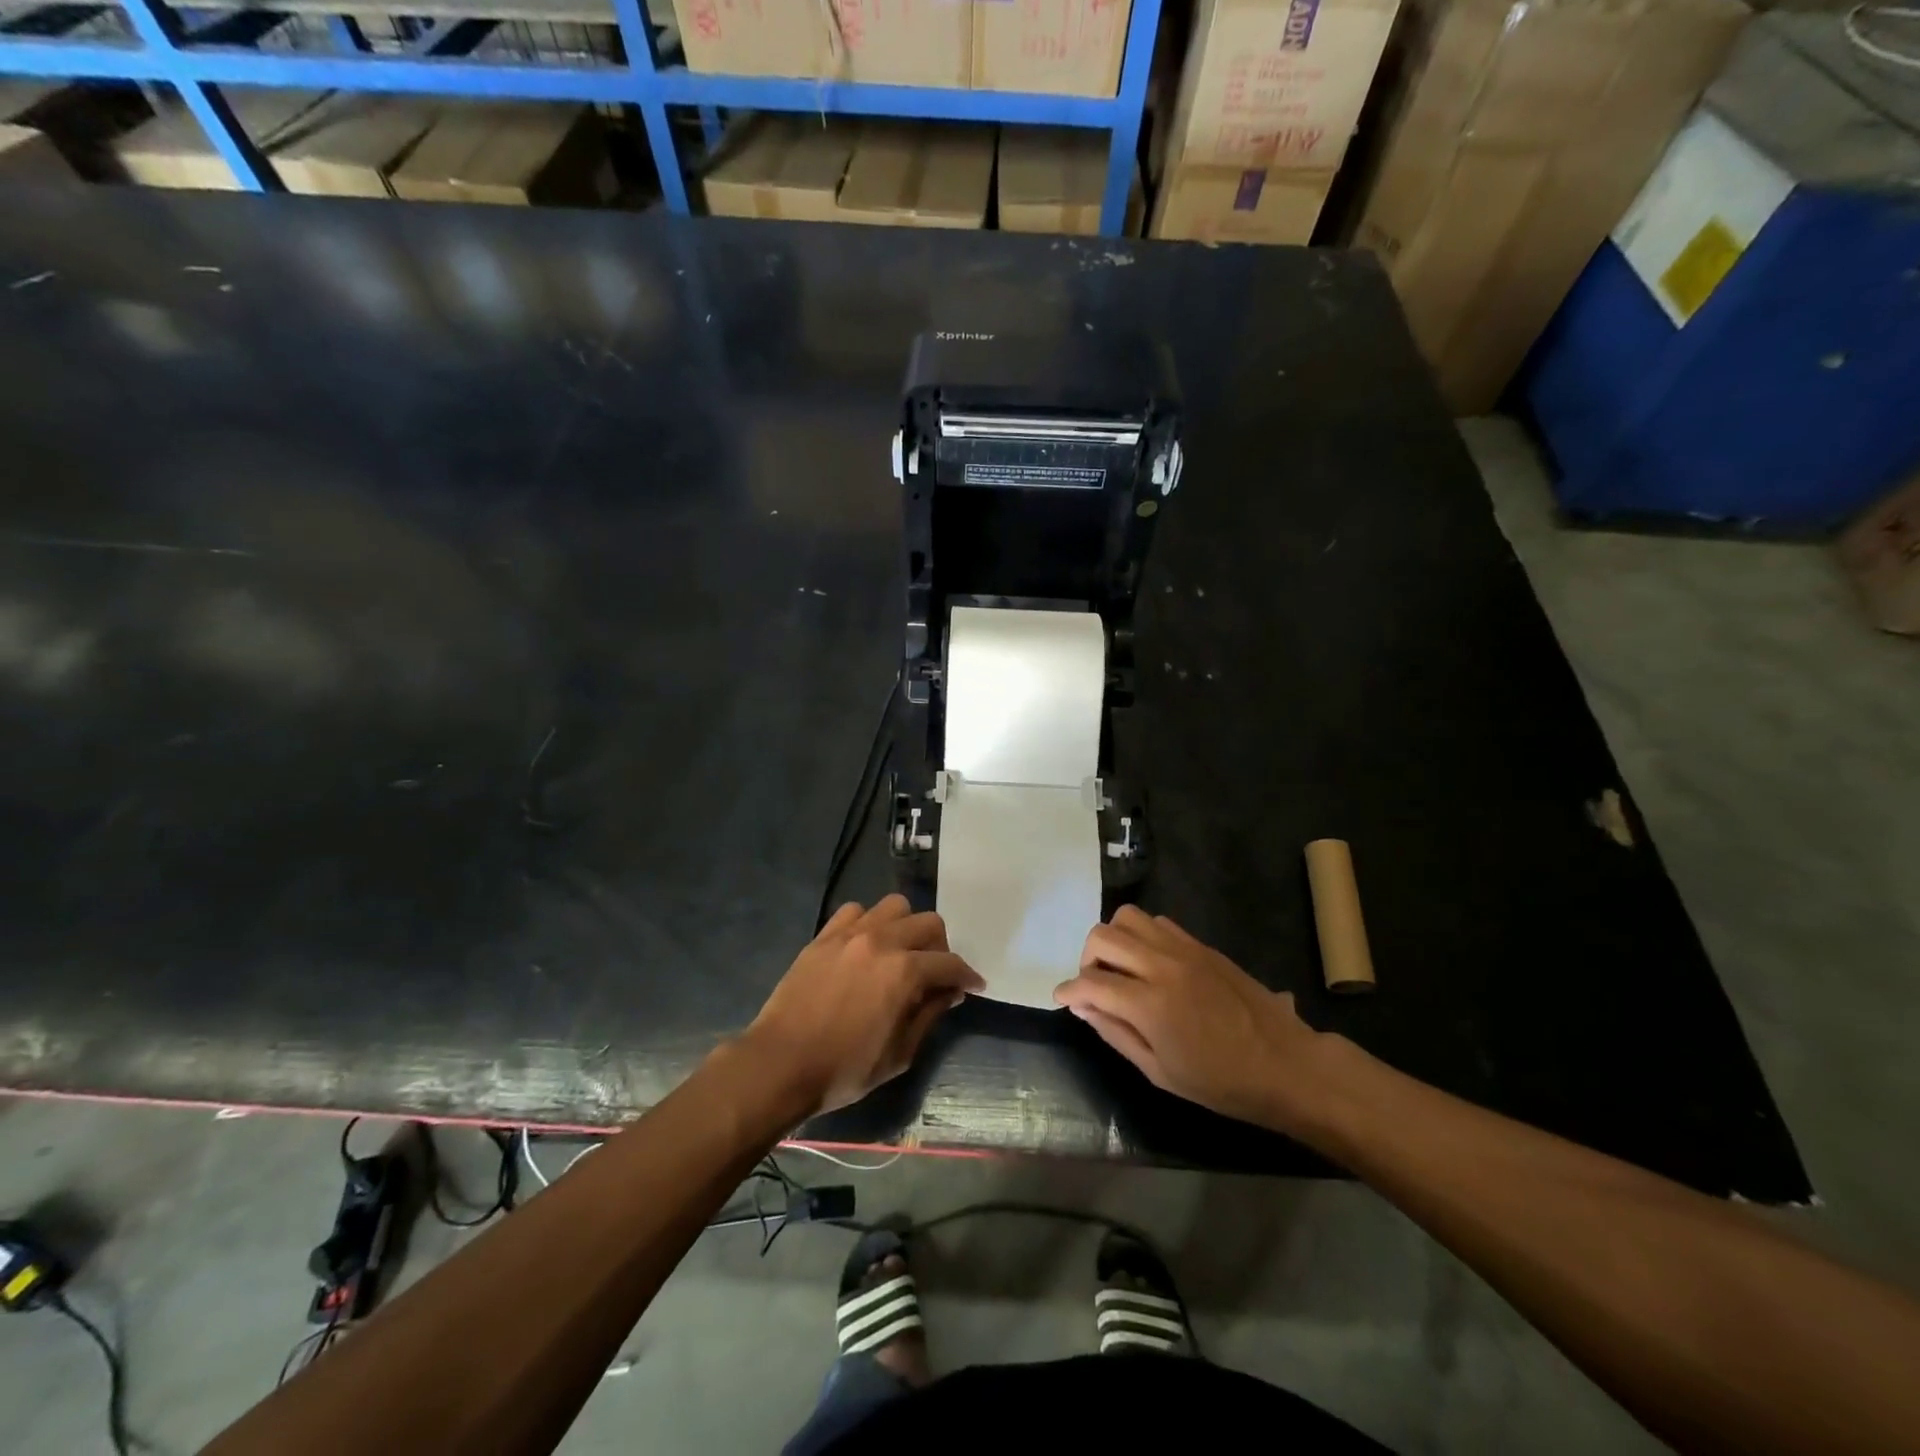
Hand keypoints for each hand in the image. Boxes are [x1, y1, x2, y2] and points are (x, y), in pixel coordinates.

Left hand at [742, 895, 984, 1117]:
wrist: (780, 1064)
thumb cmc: (844, 1069)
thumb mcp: (899, 1054)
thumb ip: (929, 1015)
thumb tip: (949, 992)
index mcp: (904, 972)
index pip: (950, 963)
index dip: (967, 976)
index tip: (973, 986)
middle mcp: (882, 941)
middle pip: (928, 923)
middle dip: (941, 947)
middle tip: (935, 973)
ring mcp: (850, 933)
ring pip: (894, 906)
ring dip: (906, 926)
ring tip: (901, 952)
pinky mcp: (824, 936)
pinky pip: (855, 911)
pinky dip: (868, 923)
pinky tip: (865, 947)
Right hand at [1054, 906, 1325, 1131]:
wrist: (1286, 1064)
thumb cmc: (1222, 1083)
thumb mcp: (1160, 1072)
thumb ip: (1115, 1034)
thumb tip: (1083, 1008)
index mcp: (1149, 1004)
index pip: (1091, 982)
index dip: (1068, 991)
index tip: (1062, 999)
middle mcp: (1162, 966)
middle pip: (1102, 937)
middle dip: (1086, 960)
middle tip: (1095, 987)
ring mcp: (1184, 950)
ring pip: (1128, 917)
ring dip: (1114, 940)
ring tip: (1121, 969)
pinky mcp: (1201, 945)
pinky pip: (1158, 922)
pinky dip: (1142, 936)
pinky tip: (1151, 964)